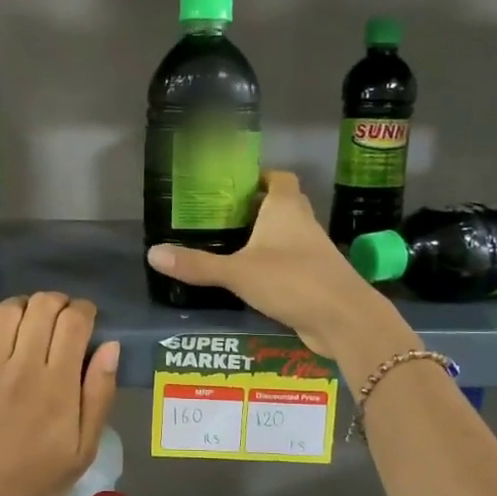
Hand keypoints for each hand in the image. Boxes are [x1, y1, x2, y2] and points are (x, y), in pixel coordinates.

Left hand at [0, 293, 120, 495]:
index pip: (74, 322)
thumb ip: (99, 394)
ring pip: (7, 310)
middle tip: (59, 319)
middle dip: (57, 303)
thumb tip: (111, 346)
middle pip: (42, 306)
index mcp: (58, 385)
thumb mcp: (85, 448)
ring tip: (27, 322)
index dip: (84, 310)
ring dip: (23, 306)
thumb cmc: (39, 481)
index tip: (86, 319)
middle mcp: (22, 367)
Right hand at [145, 170, 394, 356]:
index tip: (231, 185)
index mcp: (285, 208)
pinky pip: (289, 262)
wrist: (344, 319)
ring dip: (262, 238)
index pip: (278, 177)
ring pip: (285, 235)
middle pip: (280, 204)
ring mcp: (312, 251)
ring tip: (227, 245)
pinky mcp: (315, 277)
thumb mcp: (237, 272)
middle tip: (220, 217)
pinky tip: (248, 278)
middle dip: (254, 208)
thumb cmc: (292, 280)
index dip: (258, 177)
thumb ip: (197, 264)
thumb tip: (152, 252)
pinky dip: (271, 264)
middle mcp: (302, 223)